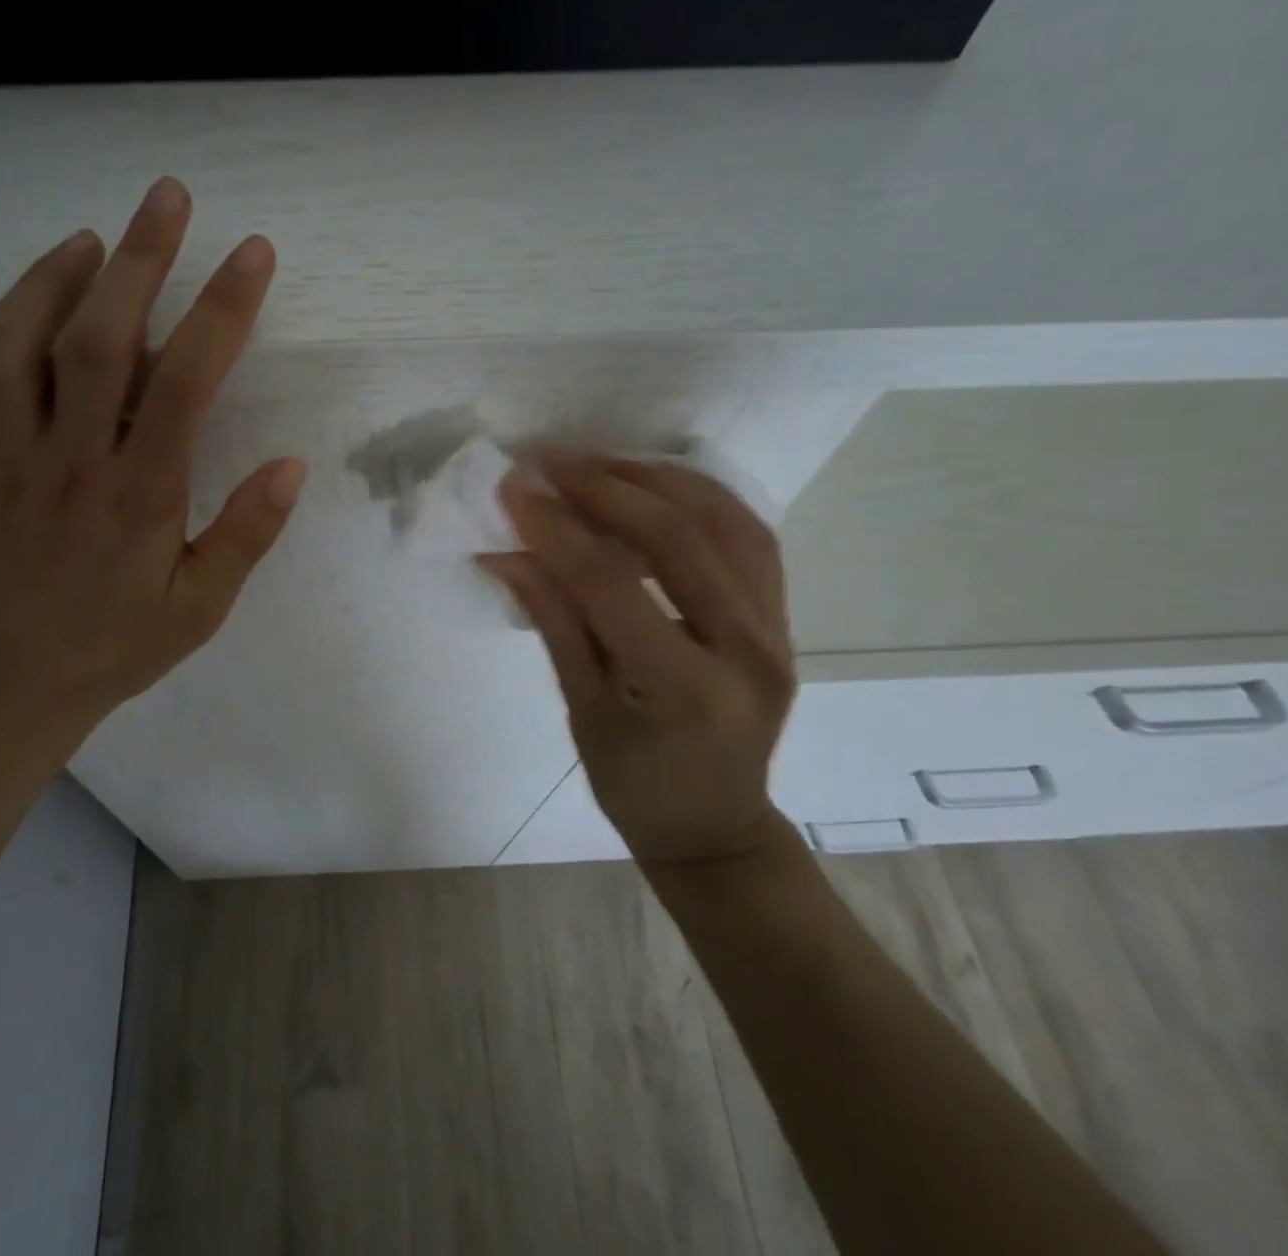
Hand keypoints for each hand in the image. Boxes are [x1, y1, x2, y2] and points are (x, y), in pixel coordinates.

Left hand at [0, 177, 305, 744]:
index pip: (186, 385)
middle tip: (166, 198)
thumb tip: (291, 465)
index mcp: (139, 497)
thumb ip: (245, 537)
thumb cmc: (118, 647)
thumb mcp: (201, 609)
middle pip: (96, 343)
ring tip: (86, 242)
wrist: (12, 689)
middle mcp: (67, 465)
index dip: (221, 311)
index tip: (252, 254)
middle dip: (138, 261)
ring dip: (45, 283)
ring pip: (7, 352)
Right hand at [482, 453, 796, 865]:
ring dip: (656, 479)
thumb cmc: (635, 786)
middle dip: (606, 487)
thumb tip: (504, 551)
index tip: (514, 489)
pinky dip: (701, 497)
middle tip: (551, 460)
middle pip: (678, 537)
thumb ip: (551, 620)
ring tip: (597, 462)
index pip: (613, 584)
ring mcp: (776, 630)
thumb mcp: (580, 709)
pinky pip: (748, 535)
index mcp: (685, 690)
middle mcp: (745, 650)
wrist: (715, 827)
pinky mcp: (783, 617)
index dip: (558, 530)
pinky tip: (656, 483)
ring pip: (724, 521)